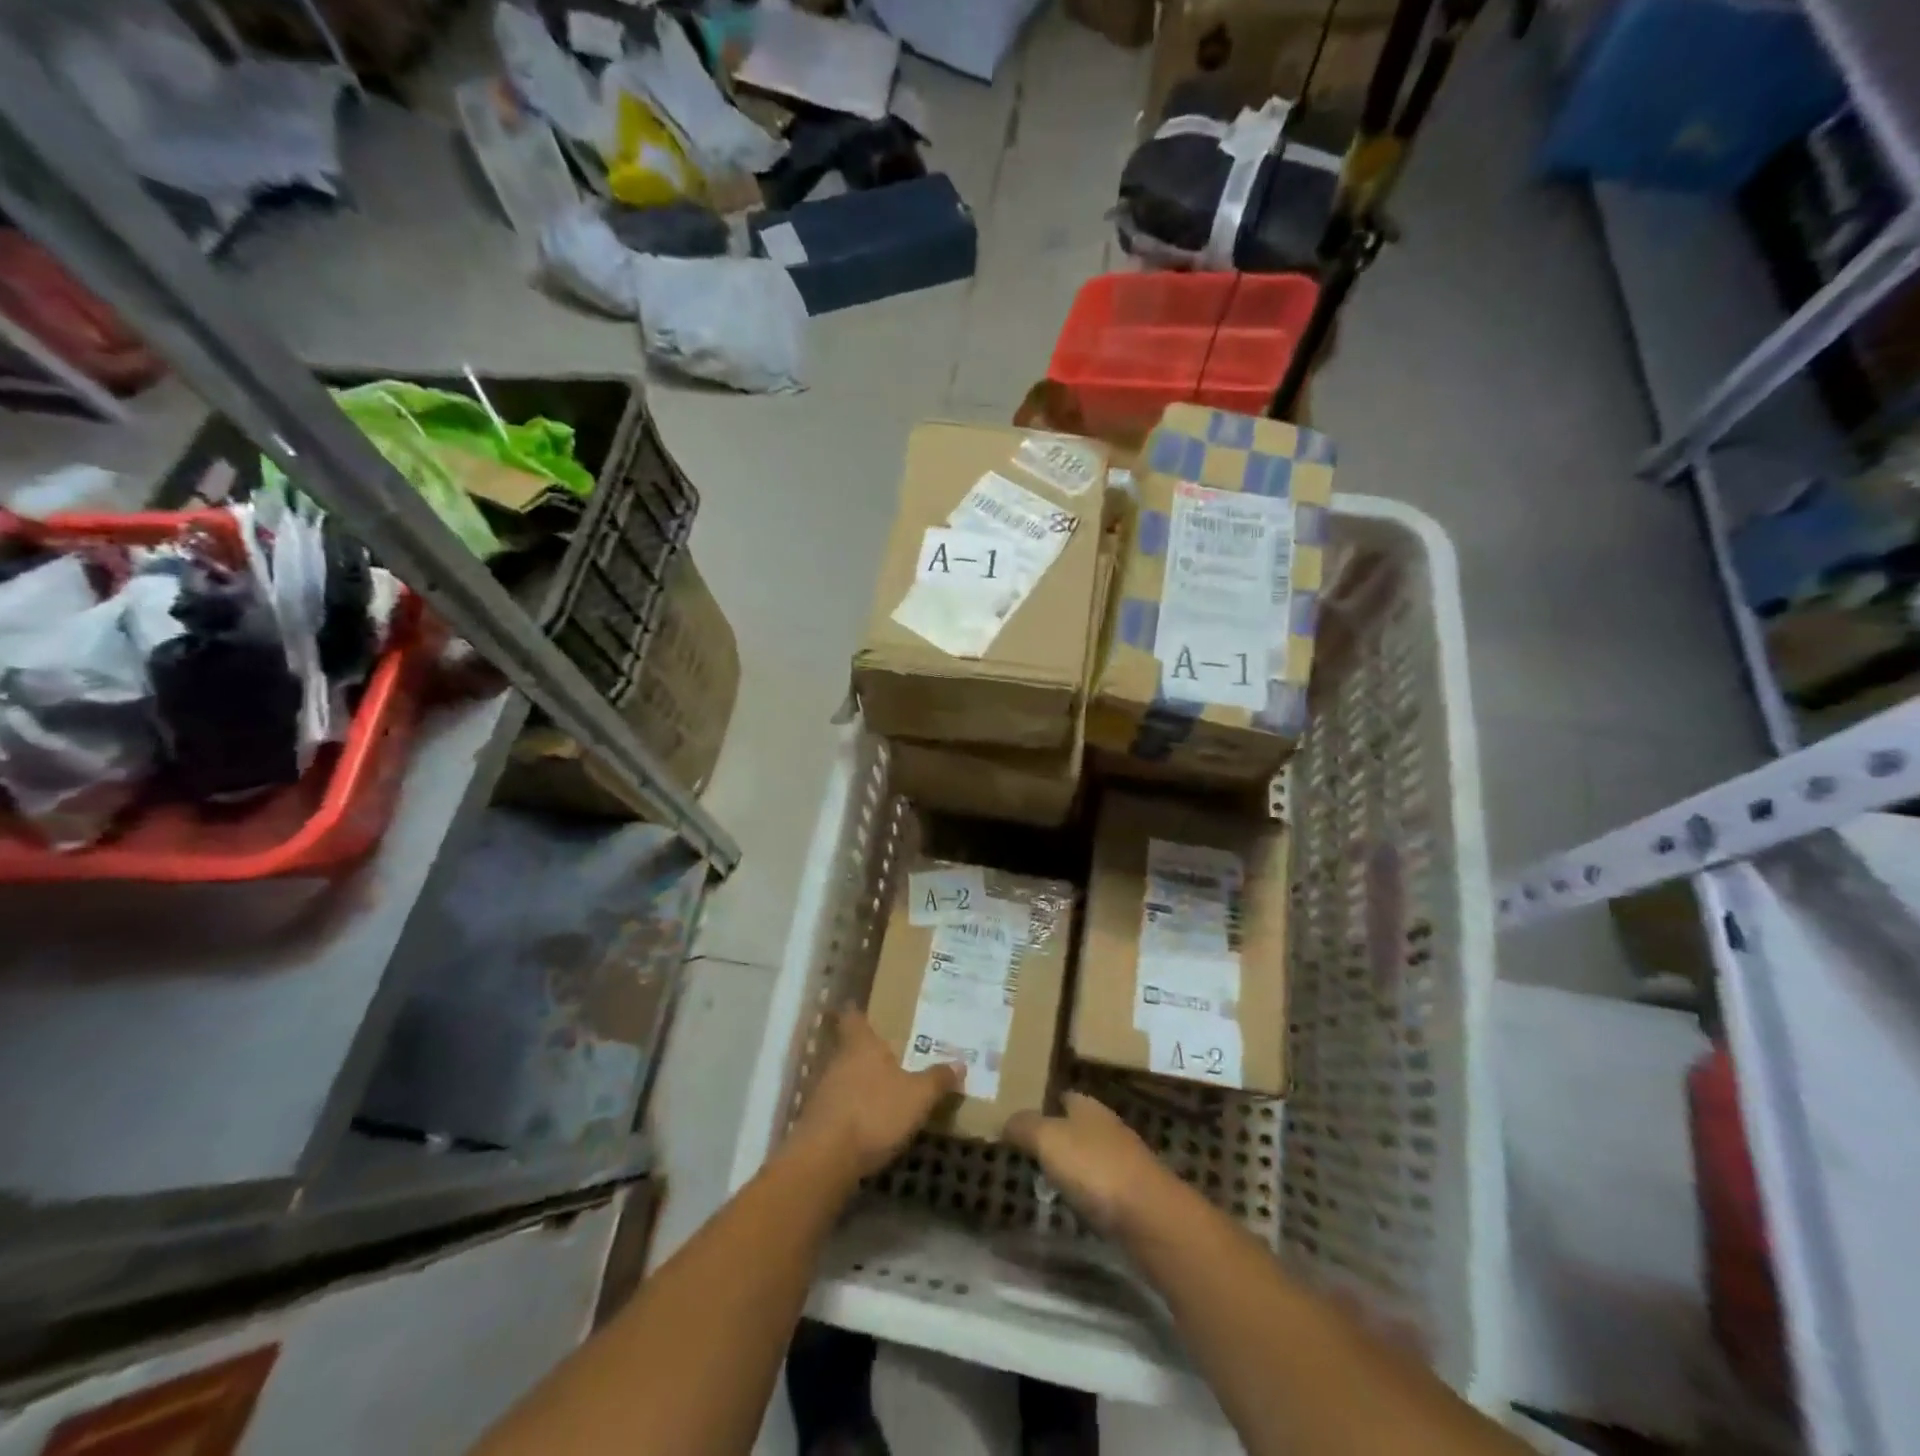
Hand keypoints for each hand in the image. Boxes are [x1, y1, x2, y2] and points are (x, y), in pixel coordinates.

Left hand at [792, 1008, 961, 1179]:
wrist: (825, 1159)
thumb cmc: (874, 1112)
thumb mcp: (917, 1096)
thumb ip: (937, 1079)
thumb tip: (960, 1063)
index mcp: (860, 1044)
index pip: (852, 1016)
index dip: (857, 1012)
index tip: (863, 1009)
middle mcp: (837, 1060)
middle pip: (847, 1047)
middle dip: (865, 1052)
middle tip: (888, 1054)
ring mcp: (821, 1091)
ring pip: (841, 1077)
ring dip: (857, 1083)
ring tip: (880, 1089)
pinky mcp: (814, 1121)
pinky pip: (836, 1106)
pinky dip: (849, 1109)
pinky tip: (866, 1121)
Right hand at [1006, 1092, 1176, 1236]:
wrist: (1150, 1217)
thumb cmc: (1094, 1167)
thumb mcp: (1048, 1140)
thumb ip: (1023, 1126)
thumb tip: (1004, 1120)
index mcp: (1088, 1106)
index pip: (1062, 1096)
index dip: (1041, 1104)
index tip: (1018, 1120)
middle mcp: (1107, 1126)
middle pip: (1075, 1126)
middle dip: (1053, 1137)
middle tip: (1023, 1152)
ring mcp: (1122, 1161)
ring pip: (1087, 1157)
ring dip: (1068, 1167)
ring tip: (1040, 1181)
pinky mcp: (1131, 1195)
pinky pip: (1098, 1187)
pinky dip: (1083, 1193)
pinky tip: (1069, 1206)